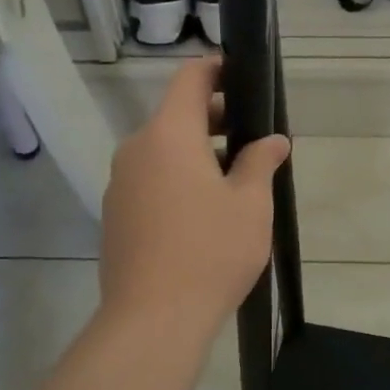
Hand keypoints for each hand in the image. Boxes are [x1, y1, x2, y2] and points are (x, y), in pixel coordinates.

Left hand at [99, 57, 290, 342]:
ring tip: (236, 179)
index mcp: (169, 135)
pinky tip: (204, 212)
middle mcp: (136, 149)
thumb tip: (273, 140)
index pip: (190, 79)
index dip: (218, 69)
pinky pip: (151, 179)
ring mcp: (121, 183)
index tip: (244, 76)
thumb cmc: (210, 251)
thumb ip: (261, 161)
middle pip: (176, 115)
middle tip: (254, 137)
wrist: (153, 320)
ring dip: (197, 152)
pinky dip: (178, 178)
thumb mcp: (250, 203)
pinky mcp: (116, 214)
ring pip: (163, 150)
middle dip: (215, 118)